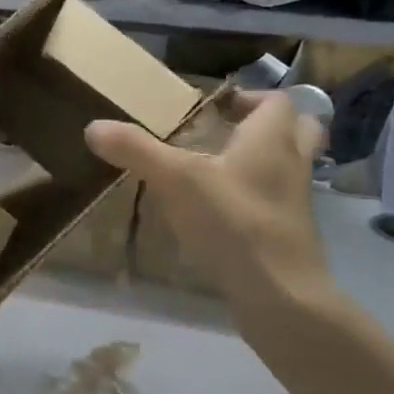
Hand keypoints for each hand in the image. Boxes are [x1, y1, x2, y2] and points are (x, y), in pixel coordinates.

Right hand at [84, 93, 336, 317]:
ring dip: (264, 162)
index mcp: (271, 139)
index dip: (250, 97)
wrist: (280, 295)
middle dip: (269, 125)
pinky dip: (256, 199)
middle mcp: (291, 164)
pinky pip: (277, 203)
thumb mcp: (175, 180)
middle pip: (300, 129)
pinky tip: (221, 212)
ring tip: (221, 170)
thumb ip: (136, 150)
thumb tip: (93, 126)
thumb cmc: (233, 223)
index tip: (217, 107)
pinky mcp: (289, 235)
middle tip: (229, 132)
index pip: (277, 101)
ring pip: (290, 168)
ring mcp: (295, 203)